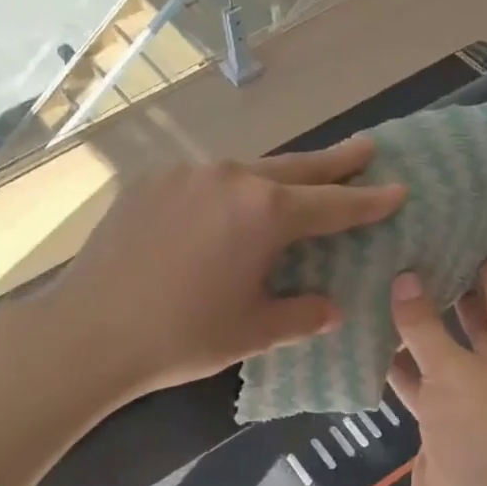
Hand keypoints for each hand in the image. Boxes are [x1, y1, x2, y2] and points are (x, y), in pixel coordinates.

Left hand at [53, 137, 404, 399]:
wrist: (88, 332)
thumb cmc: (181, 337)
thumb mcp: (253, 332)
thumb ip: (301, 315)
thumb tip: (329, 307)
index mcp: (264, 213)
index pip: (332, 205)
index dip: (368, 200)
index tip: (398, 188)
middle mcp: (229, 178)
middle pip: (295, 168)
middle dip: (334, 163)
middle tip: (367, 148)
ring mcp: (184, 173)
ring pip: (246, 171)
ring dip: (277, 178)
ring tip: (296, 183)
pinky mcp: (148, 181)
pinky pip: (203, 180)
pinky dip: (226, 191)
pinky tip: (223, 209)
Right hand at [388, 256, 486, 485]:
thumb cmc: (479, 431)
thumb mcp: (451, 370)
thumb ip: (423, 324)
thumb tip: (403, 278)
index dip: (485, 265)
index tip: (464, 232)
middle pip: (475, 322)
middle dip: (447, 292)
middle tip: (417, 254)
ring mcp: (476, 397)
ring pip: (445, 352)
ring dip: (420, 329)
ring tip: (388, 288)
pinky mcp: (448, 419)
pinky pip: (426, 381)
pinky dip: (404, 366)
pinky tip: (373, 341)